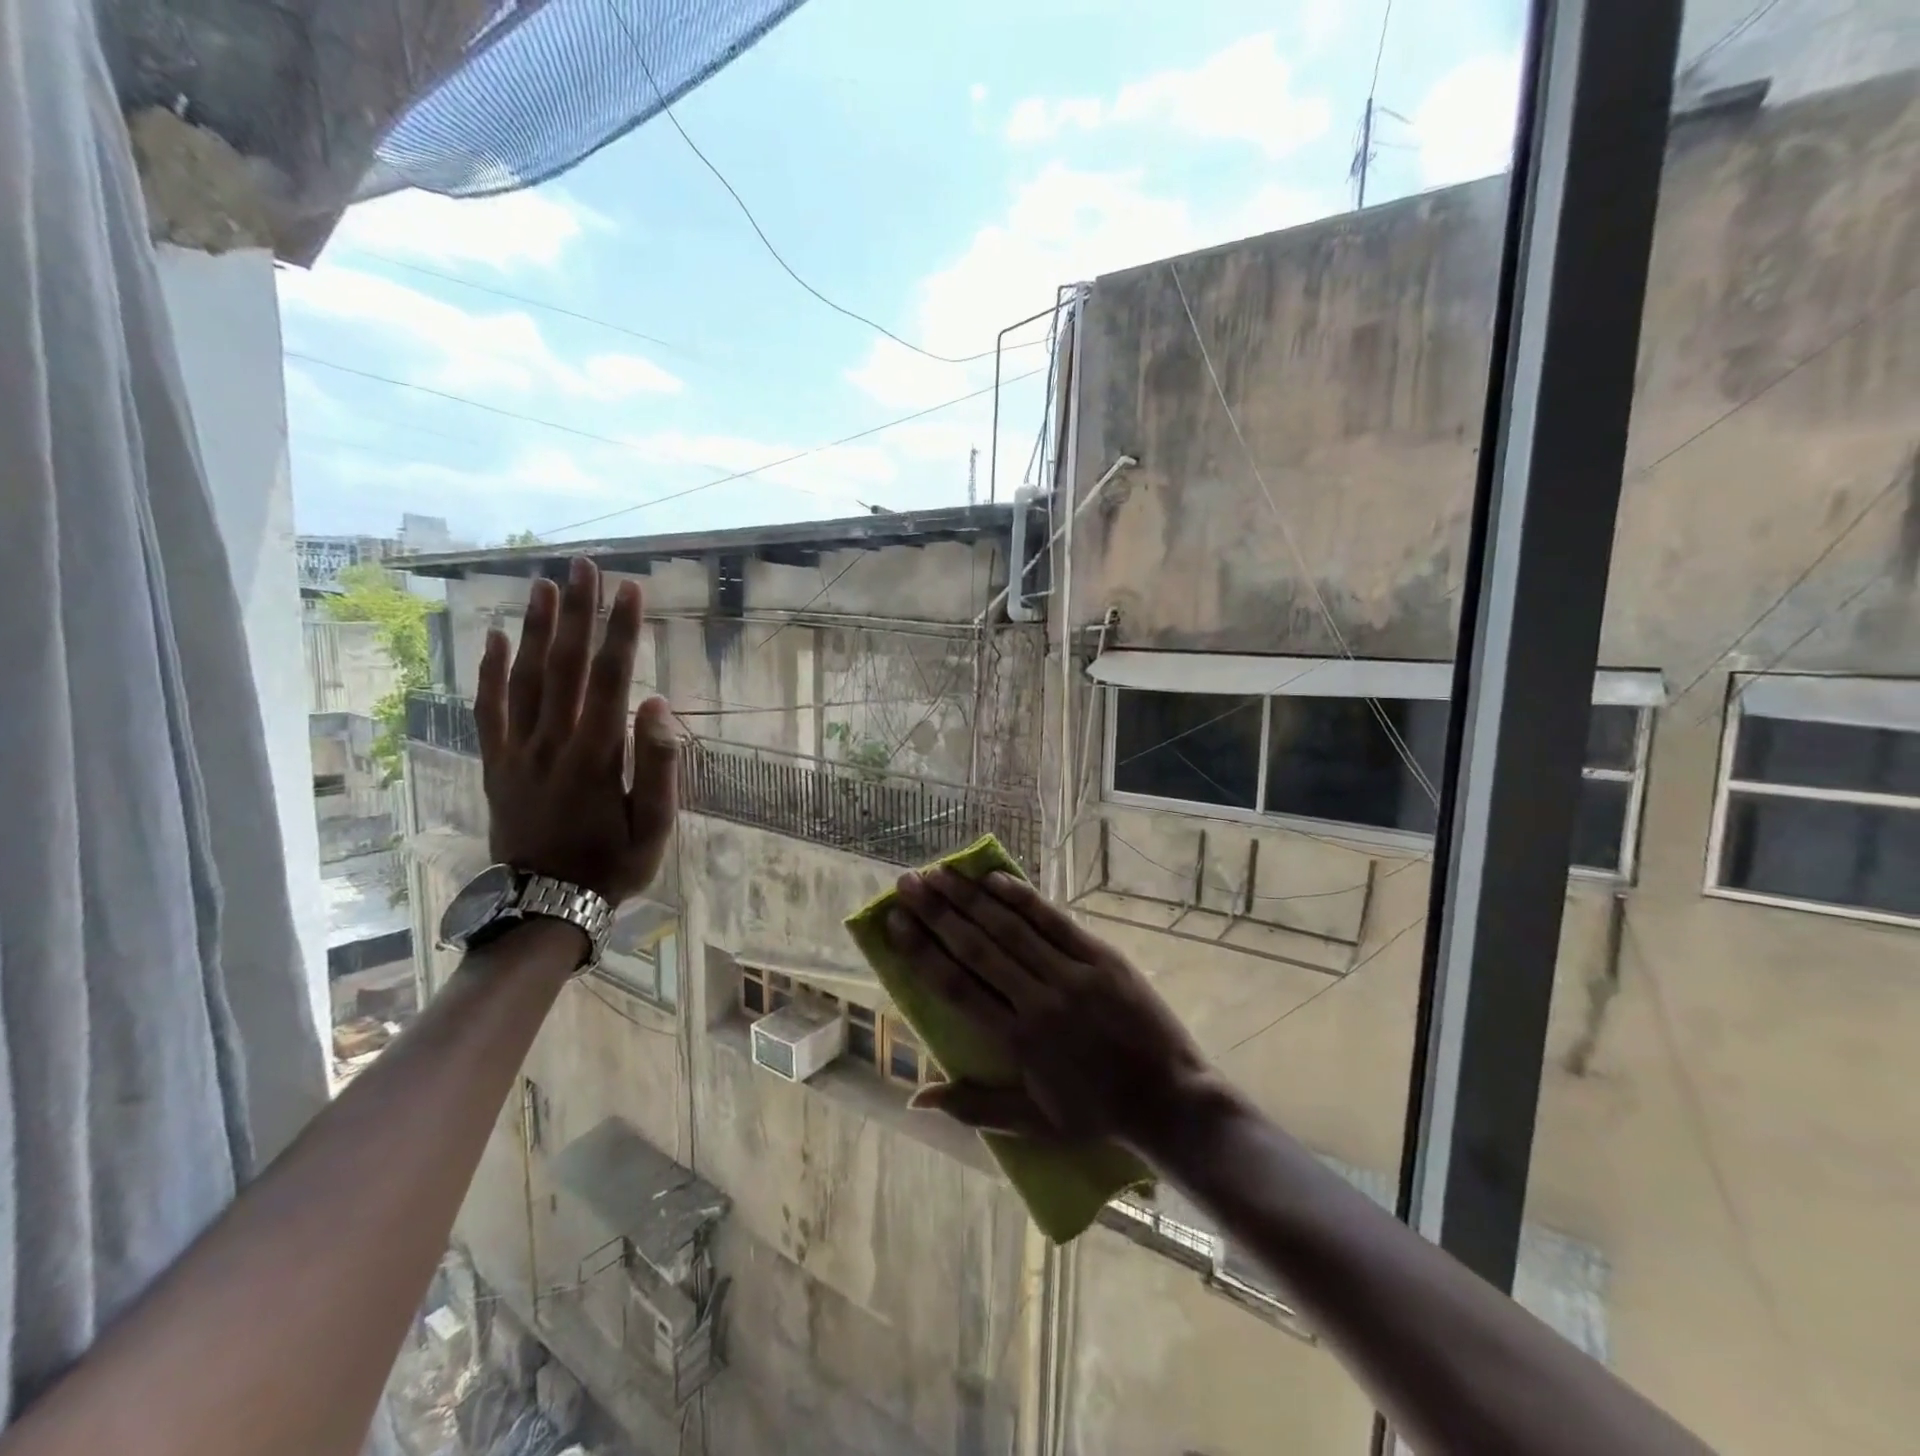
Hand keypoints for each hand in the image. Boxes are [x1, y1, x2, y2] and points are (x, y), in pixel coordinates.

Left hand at [474, 557, 678, 905]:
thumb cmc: (612, 866)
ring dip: (535, 629)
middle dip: (578, 613)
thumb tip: (658, 705)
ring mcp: (518, 752)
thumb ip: (658, 765)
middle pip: (564, 666)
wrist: (545, 906)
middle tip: (584, 566)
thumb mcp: (655, 827)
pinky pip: (488, 711)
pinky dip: (490, 673)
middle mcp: (552, 742)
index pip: (610, 680)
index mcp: (596, 755)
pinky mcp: (496, 764)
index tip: (630, 591)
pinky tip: (494, 638)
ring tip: (544, 585)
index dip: (621, 633)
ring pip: (524, 679)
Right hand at [886, 868, 1215, 1155]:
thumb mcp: (1032, 1123)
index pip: (956, 986)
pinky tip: (994, 878)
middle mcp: (1038, 1000)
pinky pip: (1054, 921)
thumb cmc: (1098, 1115)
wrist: (1172, 1101)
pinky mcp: (1101, 957)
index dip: (921, 951)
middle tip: (907, 883)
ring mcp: (1072, 974)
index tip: (894, 922)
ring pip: (1011, 927)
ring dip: (971, 897)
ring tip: (940, 873)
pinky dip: (1023, 898)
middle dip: (936, 912)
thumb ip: (973, 1106)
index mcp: (1018, 1041)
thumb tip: (915, 1097)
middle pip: (976, 947)